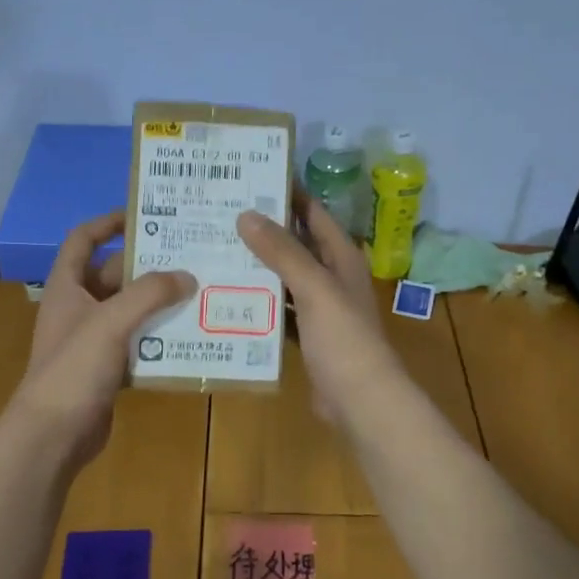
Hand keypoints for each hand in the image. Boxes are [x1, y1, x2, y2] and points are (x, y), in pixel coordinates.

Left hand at [12, 210, 195, 472]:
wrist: (52, 436)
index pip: (82, 240)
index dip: (107, 223)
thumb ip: (149, 294)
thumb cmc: (73, 370)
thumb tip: (187, 276)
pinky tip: (189, 335)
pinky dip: (158, 337)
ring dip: (157, 302)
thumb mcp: (110, 322)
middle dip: (147, 266)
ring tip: (198, 291)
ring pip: (129, 310)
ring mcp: (91, 340)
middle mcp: (77, 308)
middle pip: (113, 275)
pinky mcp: (106, 368)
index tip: (142, 216)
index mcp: (66, 287)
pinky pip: (136, 342)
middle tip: (190, 256)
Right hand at [237, 191, 401, 423]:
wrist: (360, 399)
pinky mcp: (309, 333)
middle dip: (264, 230)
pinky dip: (261, 301)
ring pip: (286, 276)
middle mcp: (332, 276)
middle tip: (221, 213)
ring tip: (217, 248)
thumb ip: (282, 251)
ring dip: (259, 265)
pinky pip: (281, 308)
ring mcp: (321, 307)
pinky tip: (230, 295)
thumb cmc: (343, 338)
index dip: (287, 193)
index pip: (313, 213)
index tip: (250, 179)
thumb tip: (247, 214)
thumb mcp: (314, 288)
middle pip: (296, 244)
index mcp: (342, 257)